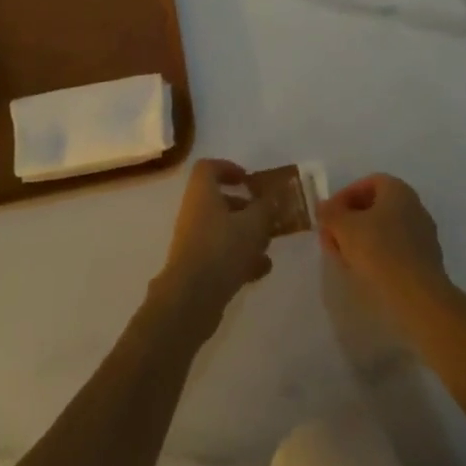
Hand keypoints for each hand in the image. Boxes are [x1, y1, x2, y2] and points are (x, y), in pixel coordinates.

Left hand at [151, 160, 271, 332]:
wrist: (191, 298)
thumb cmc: (222, 249)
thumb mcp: (253, 224)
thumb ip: (266, 208)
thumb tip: (274, 196)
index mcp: (202, 192)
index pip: (209, 168)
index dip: (229, 168)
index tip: (249, 180)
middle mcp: (194, 212)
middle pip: (218, 200)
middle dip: (244, 207)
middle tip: (266, 216)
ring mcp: (194, 240)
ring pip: (222, 229)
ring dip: (246, 235)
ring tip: (268, 246)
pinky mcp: (197, 267)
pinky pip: (220, 254)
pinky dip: (240, 258)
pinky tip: (261, 271)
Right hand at [318, 173, 453, 314]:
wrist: (419, 297)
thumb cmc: (379, 251)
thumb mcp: (344, 227)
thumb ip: (330, 213)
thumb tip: (323, 207)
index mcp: (398, 190)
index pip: (366, 183)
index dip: (343, 197)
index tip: (329, 217)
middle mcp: (414, 206)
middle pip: (375, 207)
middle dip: (349, 221)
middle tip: (332, 239)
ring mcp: (423, 234)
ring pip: (384, 230)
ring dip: (361, 240)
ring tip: (344, 258)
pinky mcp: (426, 261)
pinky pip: (396, 250)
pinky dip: (378, 255)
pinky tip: (365, 271)